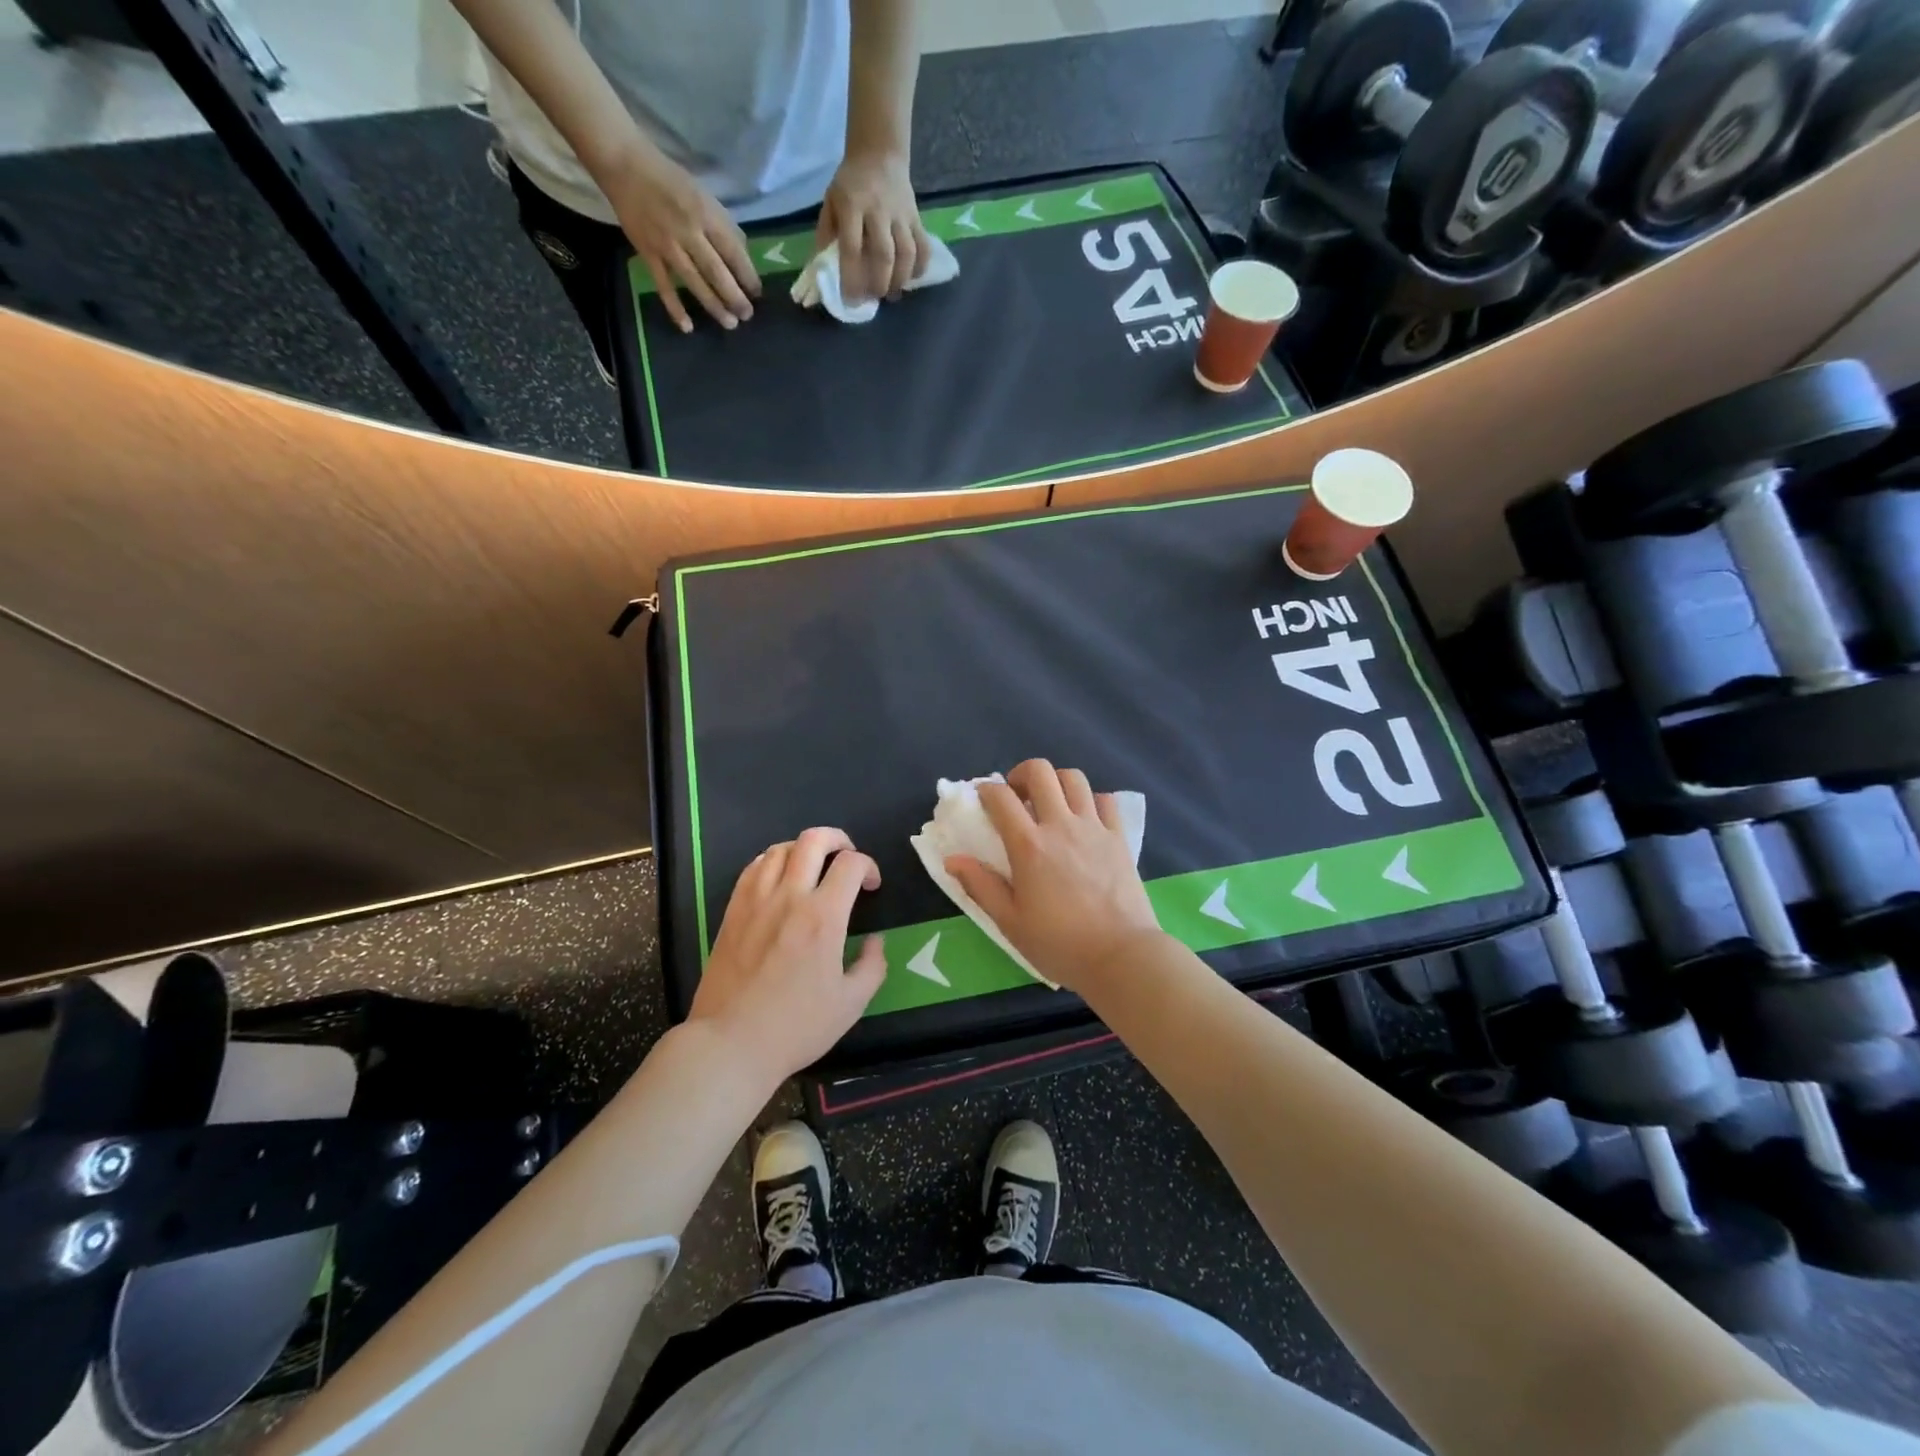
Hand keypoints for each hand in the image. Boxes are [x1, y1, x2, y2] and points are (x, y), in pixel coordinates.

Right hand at [605, 145, 759, 332]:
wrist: (624, 164)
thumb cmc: (670, 180)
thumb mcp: (704, 195)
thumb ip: (723, 225)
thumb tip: (743, 256)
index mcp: (705, 215)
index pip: (733, 252)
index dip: (747, 276)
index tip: (757, 293)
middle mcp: (688, 232)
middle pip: (716, 272)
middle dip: (734, 297)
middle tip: (747, 315)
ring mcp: (667, 245)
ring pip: (694, 282)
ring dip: (714, 306)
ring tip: (730, 324)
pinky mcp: (647, 253)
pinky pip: (664, 286)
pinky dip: (675, 308)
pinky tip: (687, 327)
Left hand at [688, 827, 886, 1079]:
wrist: (731, 1043)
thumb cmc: (796, 1027)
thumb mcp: (851, 1004)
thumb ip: (872, 966)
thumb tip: (875, 942)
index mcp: (823, 917)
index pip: (851, 864)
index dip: (869, 867)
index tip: (872, 887)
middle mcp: (790, 897)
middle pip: (814, 840)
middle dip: (839, 839)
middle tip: (847, 858)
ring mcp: (756, 901)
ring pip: (781, 848)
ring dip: (804, 849)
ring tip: (813, 867)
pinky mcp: (733, 911)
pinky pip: (753, 867)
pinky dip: (773, 861)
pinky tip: (780, 879)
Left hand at [817, 149, 931, 302]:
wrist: (879, 153)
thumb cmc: (850, 184)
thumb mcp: (830, 202)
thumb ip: (826, 235)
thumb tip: (823, 272)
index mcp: (852, 206)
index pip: (852, 249)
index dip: (852, 279)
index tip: (852, 301)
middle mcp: (878, 210)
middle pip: (883, 255)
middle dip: (879, 284)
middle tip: (874, 297)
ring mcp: (900, 213)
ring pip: (907, 253)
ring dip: (900, 280)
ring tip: (892, 292)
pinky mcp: (916, 217)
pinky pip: (923, 246)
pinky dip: (920, 267)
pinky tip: (912, 277)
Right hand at [945, 760, 1164, 996]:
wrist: (1120, 956)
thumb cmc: (1059, 944)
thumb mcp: (1010, 922)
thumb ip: (980, 886)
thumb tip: (952, 859)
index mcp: (1029, 845)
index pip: (1001, 797)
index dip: (986, 790)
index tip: (982, 798)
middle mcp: (1060, 825)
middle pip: (1040, 771)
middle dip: (1021, 774)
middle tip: (1017, 795)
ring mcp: (1094, 827)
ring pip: (1074, 778)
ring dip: (1056, 782)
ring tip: (1050, 803)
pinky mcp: (1119, 837)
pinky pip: (1105, 800)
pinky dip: (1090, 800)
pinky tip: (1084, 818)